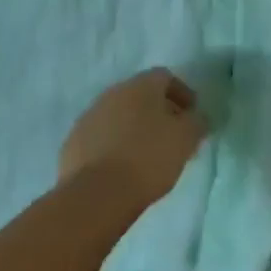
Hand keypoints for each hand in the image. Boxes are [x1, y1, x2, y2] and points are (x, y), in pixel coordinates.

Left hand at [58, 68, 208, 210]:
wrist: (97, 194)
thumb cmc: (148, 158)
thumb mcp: (185, 139)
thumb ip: (196, 122)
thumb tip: (197, 117)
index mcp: (140, 86)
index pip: (165, 77)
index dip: (182, 94)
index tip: (192, 115)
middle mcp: (112, 92)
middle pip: (140, 95)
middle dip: (158, 111)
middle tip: (172, 136)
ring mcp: (89, 116)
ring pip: (118, 115)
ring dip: (134, 128)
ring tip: (147, 155)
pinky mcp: (73, 142)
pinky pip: (100, 136)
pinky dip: (113, 145)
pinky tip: (122, 167)